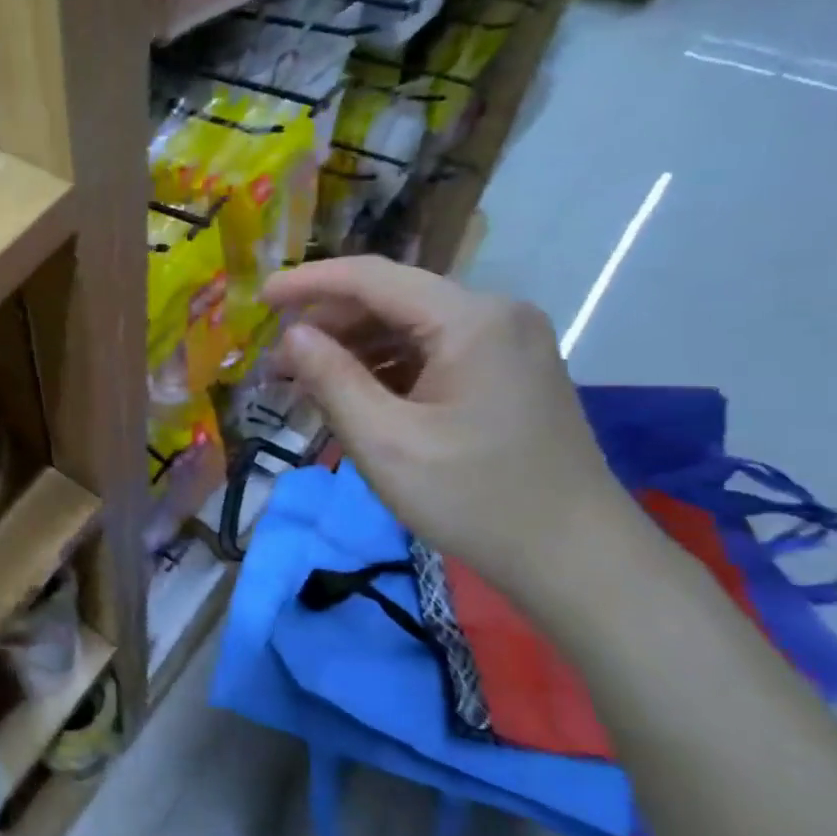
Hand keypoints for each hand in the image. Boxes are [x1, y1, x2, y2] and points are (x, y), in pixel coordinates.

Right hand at [263, 256, 634, 597]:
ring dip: (354, 347)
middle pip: (392, 298)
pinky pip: (432, 350)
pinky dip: (386, 366)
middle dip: (329, 323)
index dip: (309, 283)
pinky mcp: (508, 370)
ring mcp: (507, 342)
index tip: (259, 298)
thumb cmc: (474, 498)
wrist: (577, 557)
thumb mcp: (385, 441)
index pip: (372, 278)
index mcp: (470, 320)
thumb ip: (332, 379)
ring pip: (410, 325)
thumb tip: (292, 335)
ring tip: (305, 380)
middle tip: (277, 360)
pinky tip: (354, 394)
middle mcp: (494, 314)